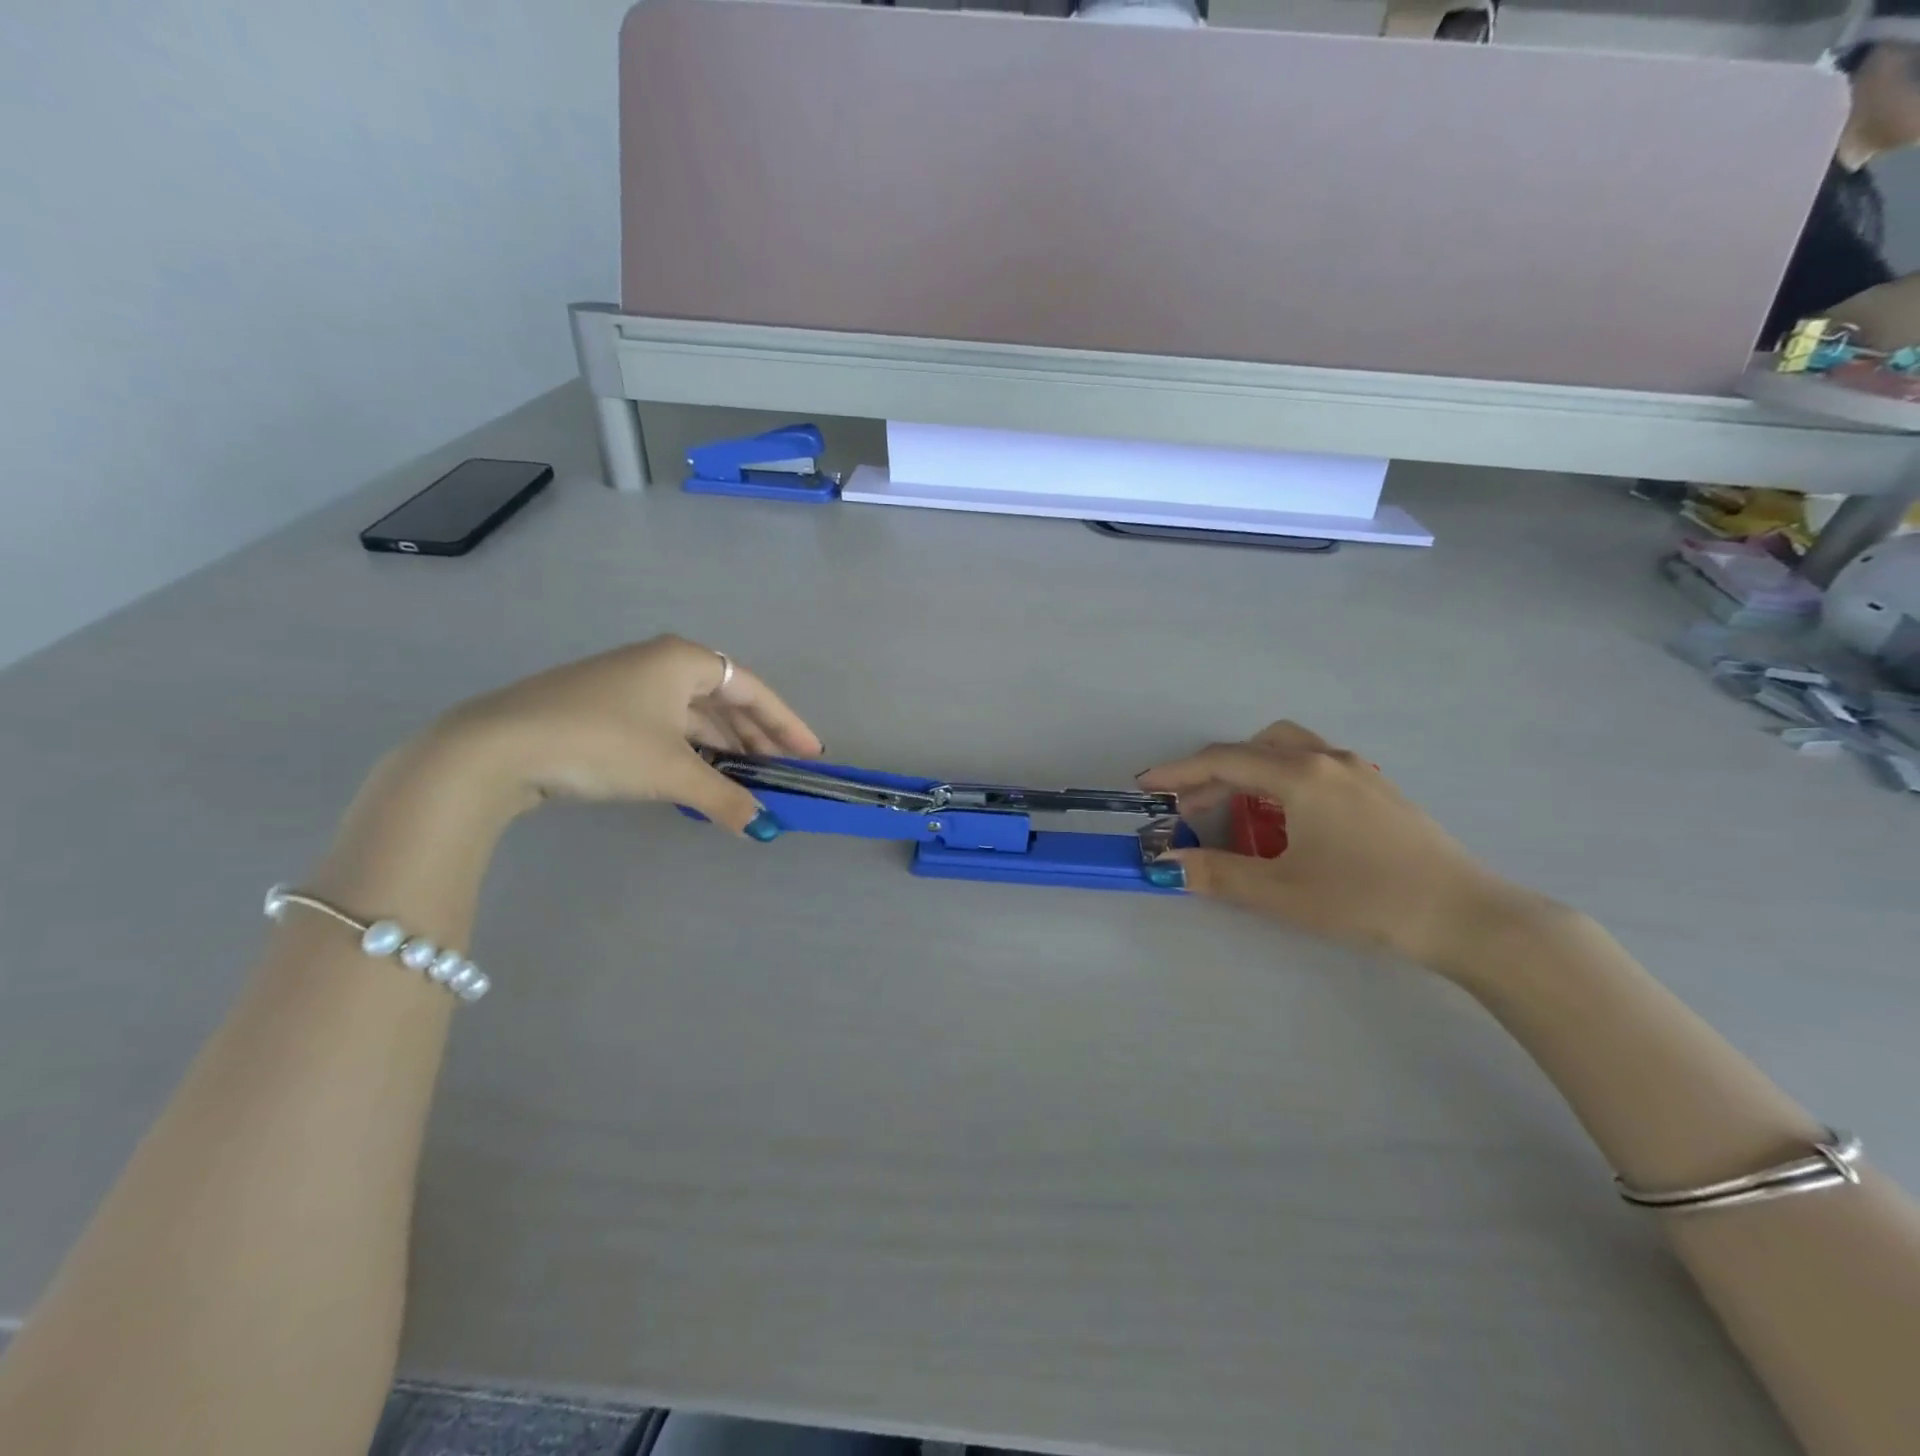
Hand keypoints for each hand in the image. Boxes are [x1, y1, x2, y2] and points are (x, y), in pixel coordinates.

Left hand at [434, 635, 822, 836]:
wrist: (495, 747)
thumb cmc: (601, 742)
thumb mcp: (672, 771)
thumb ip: (724, 797)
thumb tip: (764, 828)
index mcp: (684, 660)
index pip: (753, 689)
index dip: (787, 723)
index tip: (810, 753)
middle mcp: (659, 663)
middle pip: (725, 700)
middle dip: (755, 737)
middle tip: (781, 770)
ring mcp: (628, 684)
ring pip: (692, 715)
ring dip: (722, 747)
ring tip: (746, 779)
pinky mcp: (602, 708)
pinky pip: (665, 727)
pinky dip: (689, 751)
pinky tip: (697, 777)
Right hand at [1138, 723, 1521, 969]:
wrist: (1469, 917)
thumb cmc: (1367, 900)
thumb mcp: (1282, 893)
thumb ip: (1217, 874)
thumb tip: (1166, 863)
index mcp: (1301, 776)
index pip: (1223, 761)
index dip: (1178, 773)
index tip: (1145, 785)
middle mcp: (1328, 760)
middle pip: (1255, 747)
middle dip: (1215, 773)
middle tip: (1192, 810)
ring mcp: (1360, 771)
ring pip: (1289, 750)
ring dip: (1252, 771)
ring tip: (1238, 811)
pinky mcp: (1380, 789)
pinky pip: (1316, 766)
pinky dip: (1283, 780)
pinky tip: (1289, 821)